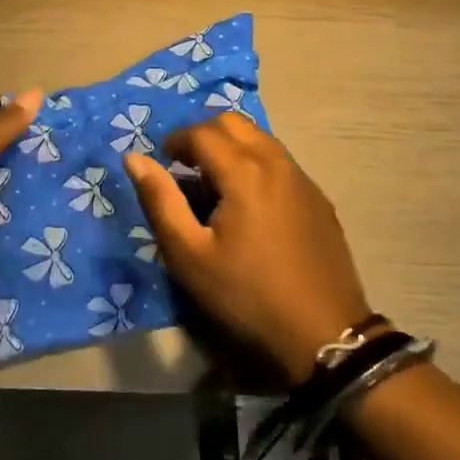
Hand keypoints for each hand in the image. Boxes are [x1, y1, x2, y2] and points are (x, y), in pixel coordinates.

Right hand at [125, 113, 371, 382]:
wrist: (325, 335)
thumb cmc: (248, 295)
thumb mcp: (190, 256)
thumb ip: (160, 201)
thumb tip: (134, 159)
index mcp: (244, 171)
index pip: (202, 132)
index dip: (177, 141)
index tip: (163, 162)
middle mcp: (276, 161)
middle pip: (234, 123)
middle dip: (204, 135)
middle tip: (187, 167)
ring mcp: (302, 178)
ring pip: (260, 138)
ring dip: (232, 146)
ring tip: (216, 185)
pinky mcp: (318, 198)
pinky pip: (280, 160)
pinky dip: (256, 162)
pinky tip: (250, 203)